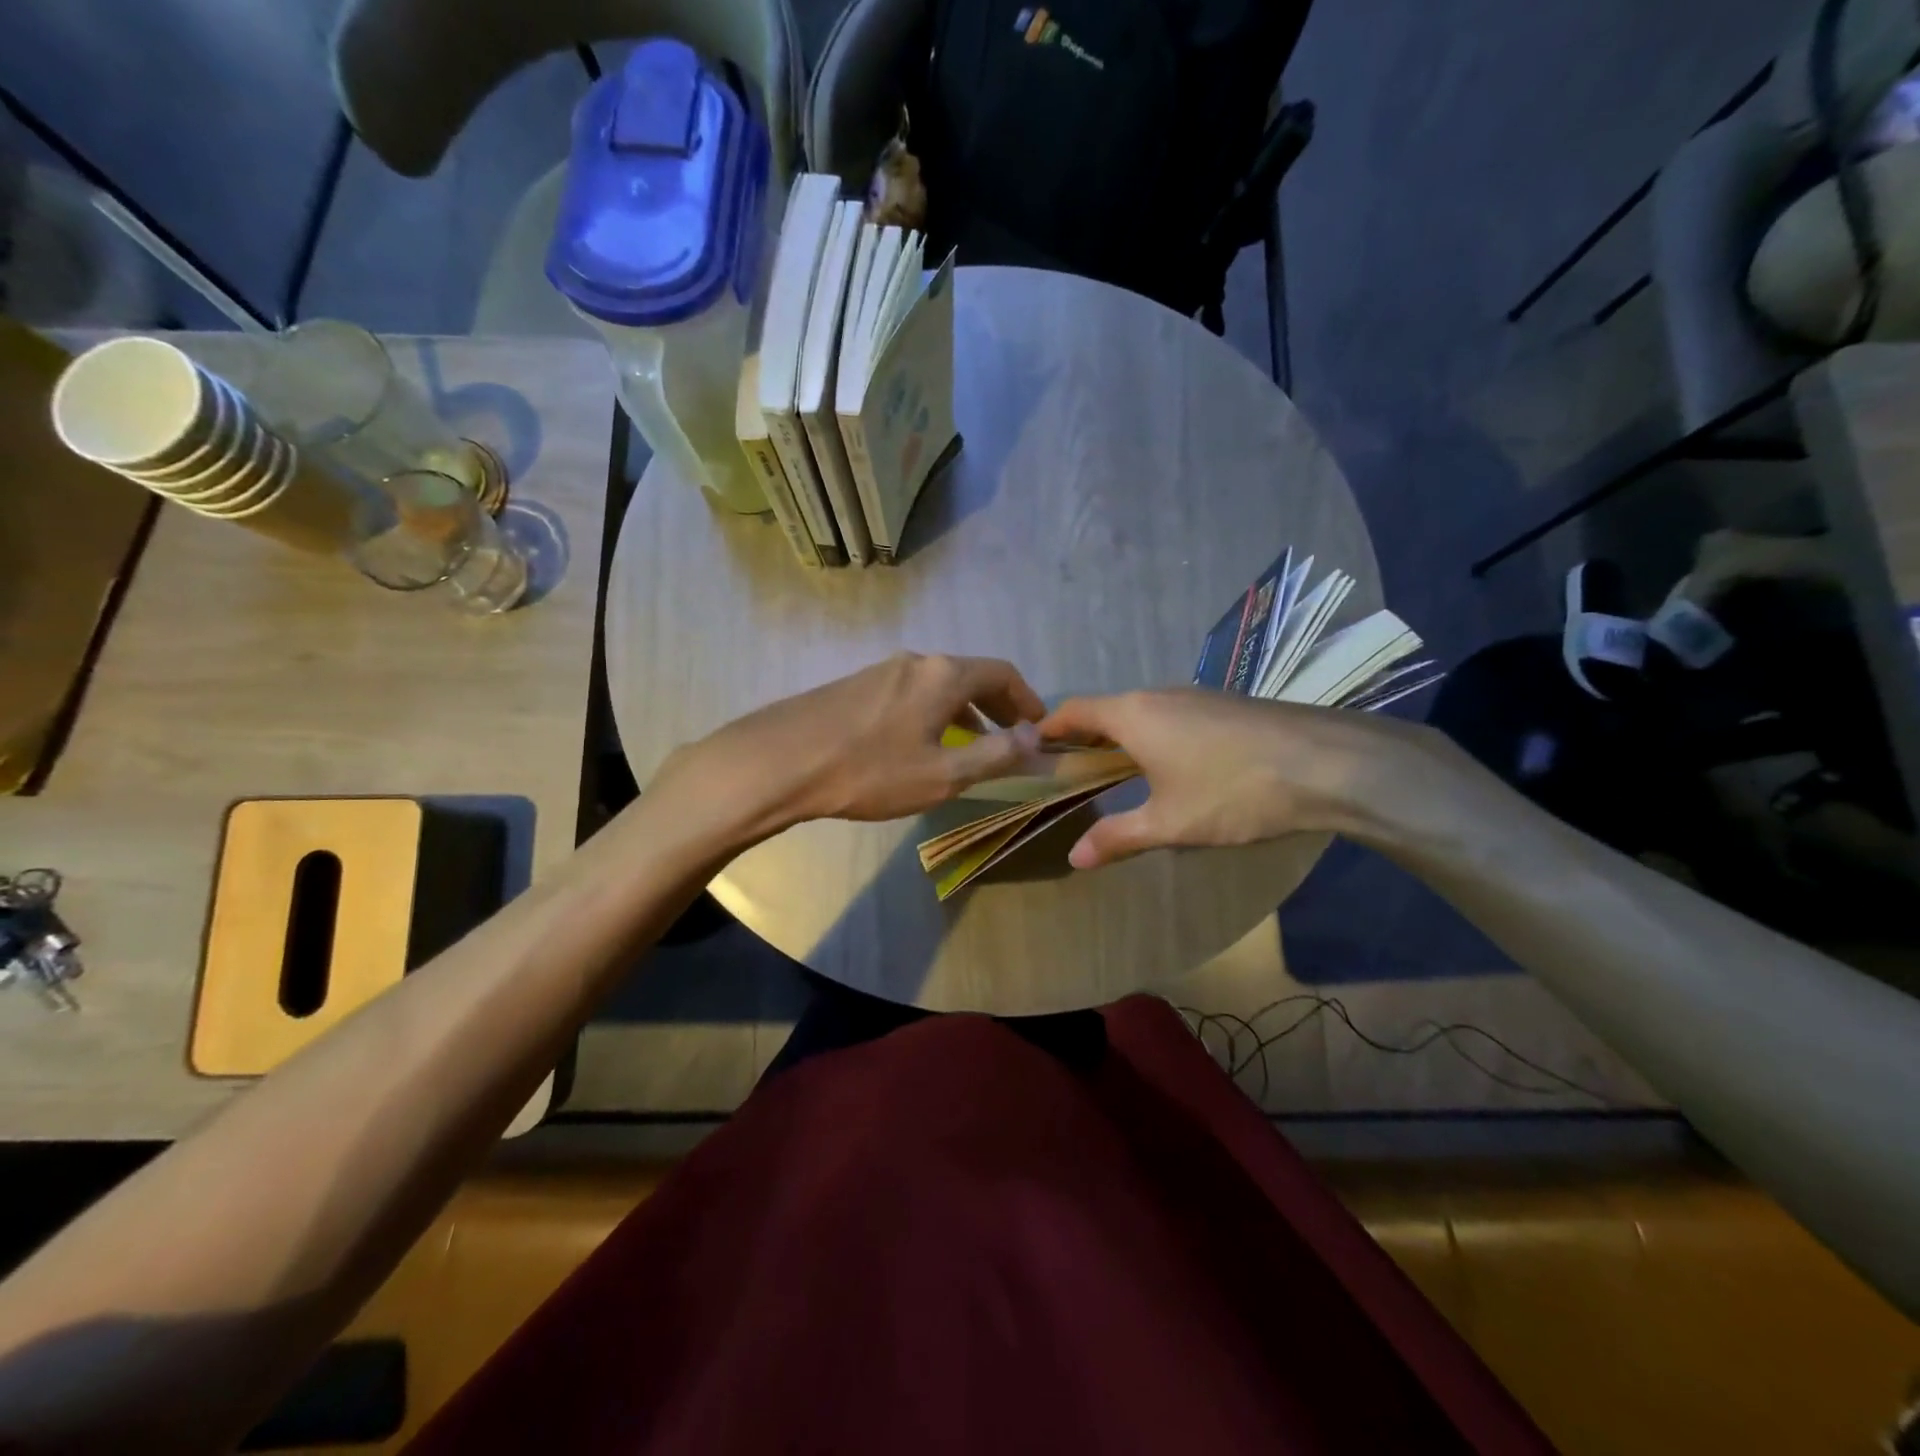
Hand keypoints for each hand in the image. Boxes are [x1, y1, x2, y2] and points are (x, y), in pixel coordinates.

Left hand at [658, 653, 1045, 841]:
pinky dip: (933, 711)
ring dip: (964, 709)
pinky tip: (921, 742)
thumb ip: (995, 755)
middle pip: (970, 674)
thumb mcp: (943, 773)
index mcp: (944, 675)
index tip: (1038, 725)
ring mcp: (881, 669)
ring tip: (971, 743)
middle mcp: (916, 661)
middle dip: (997, 704)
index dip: (1027, 698)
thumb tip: (1035, 738)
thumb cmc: (870, 771)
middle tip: (1011, 736)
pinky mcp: (855, 685)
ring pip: (938, 684)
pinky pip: (910, 692)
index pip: (1002, 672)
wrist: (780, 762)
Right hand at [1038, 689, 1434, 868]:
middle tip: (1071, 771)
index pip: (1074, 710)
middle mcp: (1160, 695)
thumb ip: (1119, 837)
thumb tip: (1075, 857)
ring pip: (1143, 712)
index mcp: (1134, 715)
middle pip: (1108, 709)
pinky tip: (1172, 767)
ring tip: (1117, 773)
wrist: (1330, 762)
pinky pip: (1173, 715)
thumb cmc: (1234, 791)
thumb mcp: (1171, 823)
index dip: (1050, 728)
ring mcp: (1198, 696)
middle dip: (1085, 737)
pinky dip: (1155, 736)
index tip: (1033, 748)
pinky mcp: (1227, 705)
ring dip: (1123, 737)